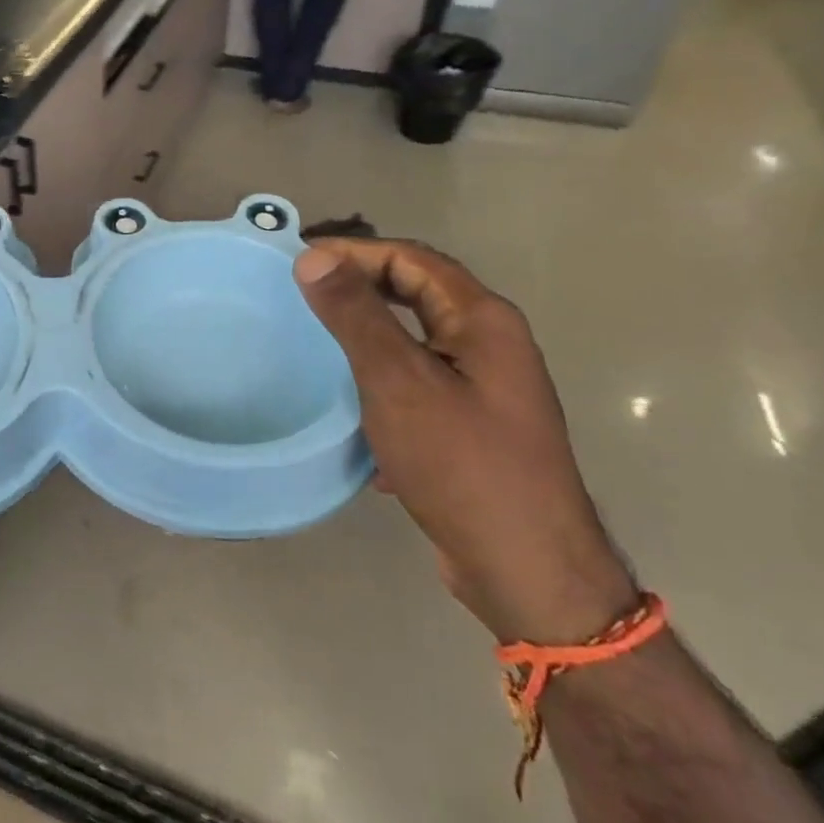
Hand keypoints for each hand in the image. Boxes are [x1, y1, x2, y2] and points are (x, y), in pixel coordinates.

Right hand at [295, 239, 635, 644]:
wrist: (526, 570)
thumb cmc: (463, 464)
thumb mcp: (399, 383)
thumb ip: (356, 316)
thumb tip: (314, 258)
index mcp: (483, 321)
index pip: (411, 259)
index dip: (353, 252)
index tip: (297, 262)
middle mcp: (490, 345)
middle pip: (416, 294)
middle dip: (360, 287)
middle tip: (301, 294)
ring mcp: (484, 388)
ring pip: (414, 341)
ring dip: (366, 334)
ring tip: (314, 343)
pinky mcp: (471, 426)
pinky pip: (416, 383)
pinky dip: (380, 380)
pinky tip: (351, 409)